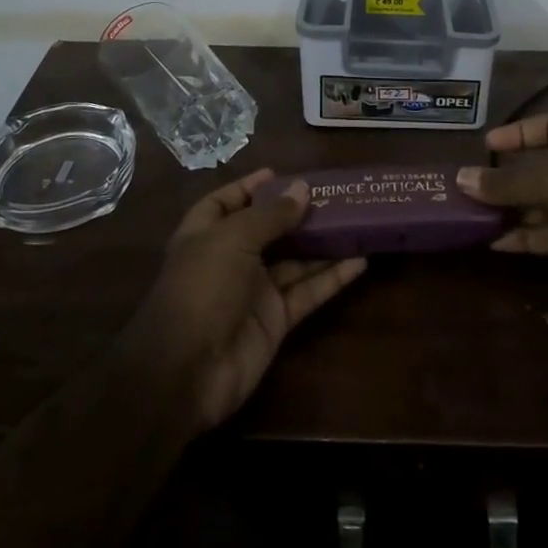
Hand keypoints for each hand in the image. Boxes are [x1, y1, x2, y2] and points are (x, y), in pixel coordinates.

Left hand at [119, 168, 366, 434]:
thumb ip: (271, 215)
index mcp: (206, 234)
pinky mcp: (276, 320)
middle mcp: (230, 259)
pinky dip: (332, 278)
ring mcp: (254, 291)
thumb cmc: (202, 288)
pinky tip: (360, 261)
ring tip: (357, 220)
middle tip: (335, 195)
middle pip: (268, 229)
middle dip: (297, 213)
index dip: (251, 187)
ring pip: (294, 260)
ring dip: (322, 243)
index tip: (282, 174)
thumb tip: (303, 188)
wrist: (187, 372)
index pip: (227, 202)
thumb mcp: (233, 240)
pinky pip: (307, 292)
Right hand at [458, 112, 547, 306]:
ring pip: (542, 204)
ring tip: (470, 218)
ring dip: (510, 211)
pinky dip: (525, 238)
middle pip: (539, 169)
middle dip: (505, 180)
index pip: (544, 126)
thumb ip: (506, 182)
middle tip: (467, 189)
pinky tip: (494, 244)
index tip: (485, 146)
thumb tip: (461, 178)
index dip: (515, 134)